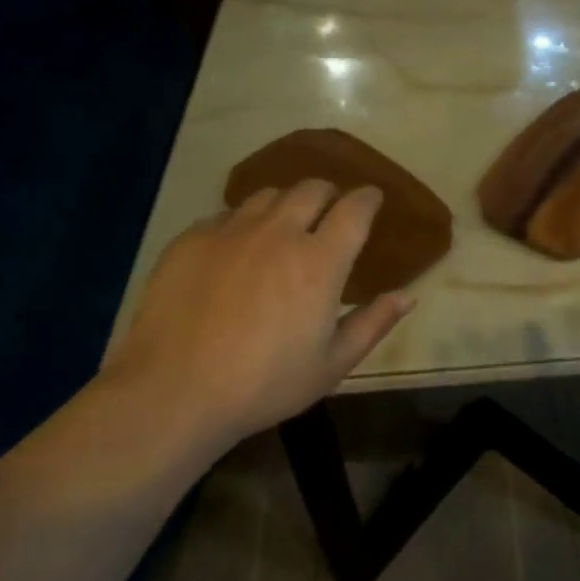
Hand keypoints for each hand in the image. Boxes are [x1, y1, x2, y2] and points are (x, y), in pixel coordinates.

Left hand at [103, 181, 411, 443]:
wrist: (173, 392)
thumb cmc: (263, 385)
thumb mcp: (330, 366)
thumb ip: (372, 324)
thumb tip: (407, 296)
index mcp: (319, 261)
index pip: (355, 208)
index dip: (368, 198)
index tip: (372, 199)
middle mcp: (279, 232)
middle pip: (312, 188)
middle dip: (328, 194)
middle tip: (328, 213)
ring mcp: (231, 230)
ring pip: (268, 195)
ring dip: (285, 205)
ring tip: (281, 228)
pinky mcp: (192, 238)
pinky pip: (226, 215)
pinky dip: (241, 224)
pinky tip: (235, 252)